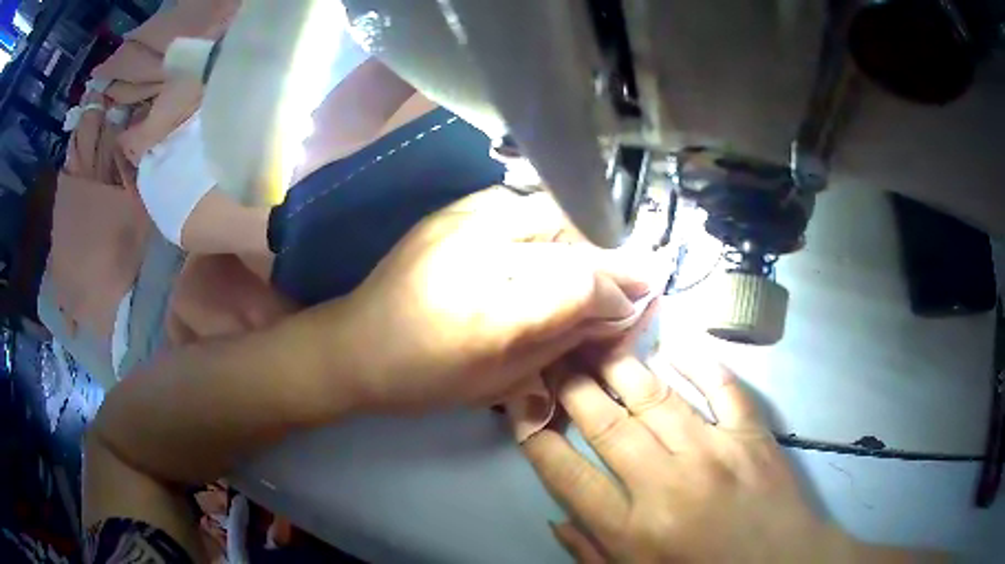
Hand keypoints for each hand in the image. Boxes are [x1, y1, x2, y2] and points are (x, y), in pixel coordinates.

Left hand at [305, 188, 649, 412]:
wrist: (355, 345)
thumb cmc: (424, 380)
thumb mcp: (501, 381)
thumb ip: (564, 340)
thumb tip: (617, 313)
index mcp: (490, 313)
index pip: (581, 281)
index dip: (617, 290)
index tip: (635, 301)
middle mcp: (478, 253)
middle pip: (571, 235)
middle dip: (609, 258)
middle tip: (627, 276)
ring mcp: (459, 222)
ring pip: (548, 209)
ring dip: (580, 234)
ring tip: (589, 260)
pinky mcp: (448, 211)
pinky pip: (515, 201)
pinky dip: (542, 220)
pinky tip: (543, 243)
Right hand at [522, 351, 913, 562]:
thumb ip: (590, 553)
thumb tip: (554, 518)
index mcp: (631, 530)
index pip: (565, 475)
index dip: (536, 436)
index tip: (520, 404)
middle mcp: (666, 485)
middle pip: (605, 424)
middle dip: (570, 385)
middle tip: (551, 353)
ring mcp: (715, 454)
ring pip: (656, 396)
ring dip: (620, 364)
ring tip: (595, 336)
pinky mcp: (753, 436)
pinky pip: (722, 388)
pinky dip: (698, 360)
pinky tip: (673, 343)